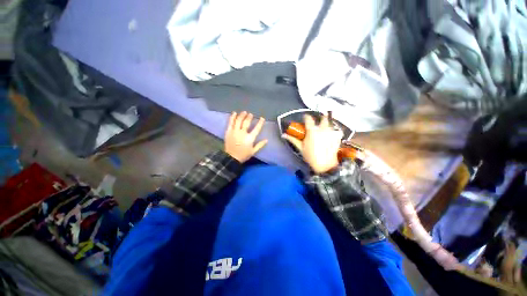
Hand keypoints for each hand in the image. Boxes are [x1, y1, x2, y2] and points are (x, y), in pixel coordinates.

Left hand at [224, 111, 267, 162]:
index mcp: (250, 138)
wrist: (231, 158)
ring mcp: (235, 131)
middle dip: (249, 117)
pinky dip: (232, 117)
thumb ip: (260, 145)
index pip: (256, 128)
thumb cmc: (243, 155)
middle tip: (250, 114)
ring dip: (242, 115)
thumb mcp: (253, 151)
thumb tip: (266, 140)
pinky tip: (234, 113)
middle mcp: (242, 133)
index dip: (260, 123)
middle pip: (246, 122)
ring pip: (238, 121)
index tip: (262, 118)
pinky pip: (230, 123)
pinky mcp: (229, 131)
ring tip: (244, 112)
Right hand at [283, 114, 342, 173]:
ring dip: (327, 124)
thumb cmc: (310, 156)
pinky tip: (330, 135)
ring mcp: (331, 132)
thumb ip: (292, 139)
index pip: (309, 119)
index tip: (305, 118)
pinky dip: (334, 131)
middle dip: (321, 117)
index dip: (306, 117)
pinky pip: (336, 130)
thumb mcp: (300, 147)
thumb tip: (283, 135)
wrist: (325, 165)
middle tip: (318, 121)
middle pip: (323, 118)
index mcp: (312, 131)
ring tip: (324, 129)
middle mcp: (322, 129)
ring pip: (330, 123)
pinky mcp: (337, 137)